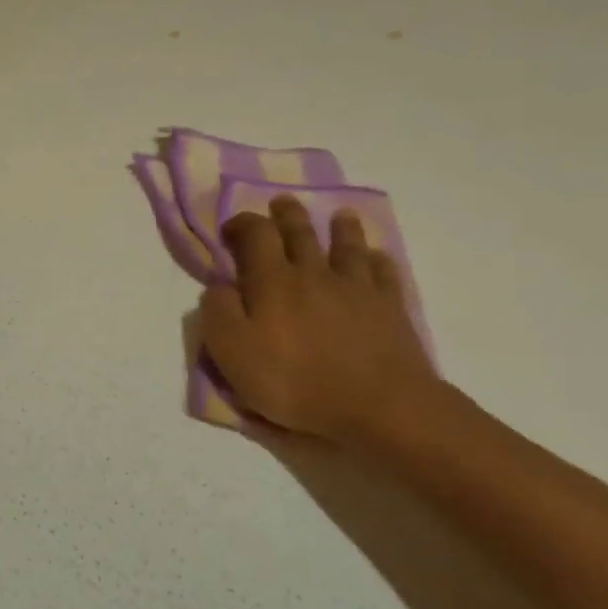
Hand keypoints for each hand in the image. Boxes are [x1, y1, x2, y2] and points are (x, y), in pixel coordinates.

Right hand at [200, 197, 438, 444]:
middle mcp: (314, 273)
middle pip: (301, 232)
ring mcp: (356, 287)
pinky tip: (376, 258)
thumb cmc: (295, 382)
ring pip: (347, 245)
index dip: (242, 224)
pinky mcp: (390, 306)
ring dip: (340, 226)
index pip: (255, 235)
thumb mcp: (233, 354)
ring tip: (339, 215)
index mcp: (273, 282)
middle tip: (282, 202)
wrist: (378, 406)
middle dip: (287, 214)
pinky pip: (383, 272)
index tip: (231, 229)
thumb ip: (218, 313)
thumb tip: (218, 286)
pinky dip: (377, 259)